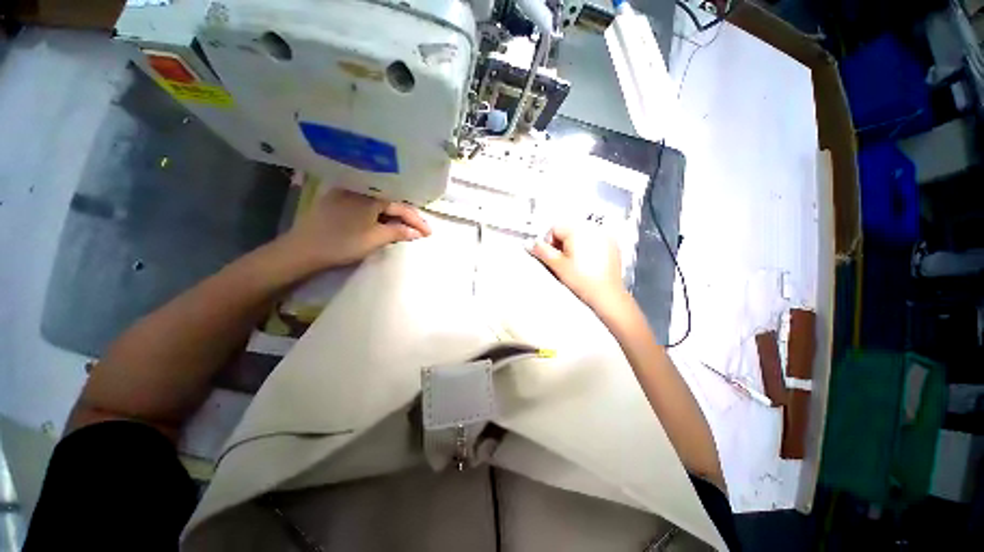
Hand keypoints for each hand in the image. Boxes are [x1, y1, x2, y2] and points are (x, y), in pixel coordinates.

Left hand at [280, 187, 431, 270]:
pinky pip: (366, 205)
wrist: (302, 250)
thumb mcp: (374, 239)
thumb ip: (398, 232)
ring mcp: (346, 193)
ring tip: (406, 228)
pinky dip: (379, 214)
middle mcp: (359, 189)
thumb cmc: (341, 244)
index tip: (429, 233)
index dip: (417, 221)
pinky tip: (384, 222)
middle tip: (420, 231)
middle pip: (391, 202)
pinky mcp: (338, 200)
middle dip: (407, 217)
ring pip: (378, 203)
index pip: (401, 207)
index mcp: (370, 196)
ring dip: (394, 216)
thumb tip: (417, 232)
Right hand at [528, 225, 629, 314]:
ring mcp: (605, 236)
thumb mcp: (557, 265)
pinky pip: (594, 241)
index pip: (554, 228)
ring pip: (580, 235)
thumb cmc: (583, 280)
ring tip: (575, 264)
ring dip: (574, 246)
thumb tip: (530, 244)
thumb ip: (541, 251)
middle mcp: (592, 228)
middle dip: (561, 244)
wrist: (606, 295)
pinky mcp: (612, 245)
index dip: (548, 242)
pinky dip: (587, 248)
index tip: (551, 256)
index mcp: (577, 230)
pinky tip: (587, 263)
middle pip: (568, 230)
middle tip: (562, 261)